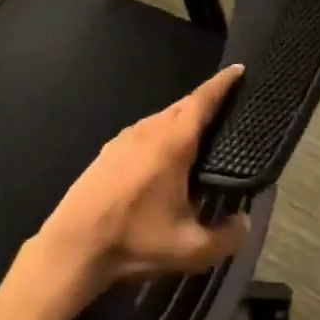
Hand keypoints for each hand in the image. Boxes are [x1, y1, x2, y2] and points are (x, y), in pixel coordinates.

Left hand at [33, 66, 251, 293]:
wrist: (74, 244)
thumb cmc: (135, 239)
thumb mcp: (190, 250)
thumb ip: (226, 237)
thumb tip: (245, 222)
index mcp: (172, 142)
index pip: (202, 100)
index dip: (223, 83)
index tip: (239, 69)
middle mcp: (149, 129)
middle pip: (184, 105)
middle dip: (207, 101)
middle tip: (229, 106)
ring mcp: (126, 136)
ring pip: (163, 118)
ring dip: (184, 119)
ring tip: (203, 134)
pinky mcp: (110, 149)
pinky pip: (147, 130)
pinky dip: (164, 133)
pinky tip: (167, 156)